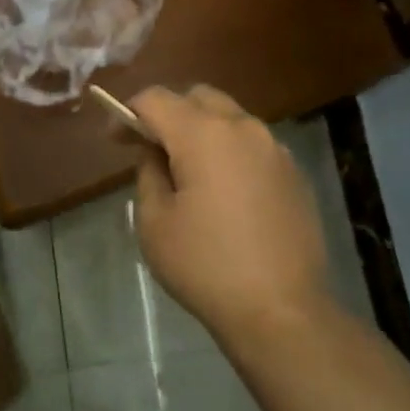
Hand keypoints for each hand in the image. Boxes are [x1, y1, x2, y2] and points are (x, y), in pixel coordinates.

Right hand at [129, 85, 334, 349]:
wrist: (283, 313)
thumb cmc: (206, 266)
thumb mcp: (154, 223)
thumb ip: (148, 174)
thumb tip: (156, 155)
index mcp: (203, 134)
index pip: (155, 99)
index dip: (128, 112)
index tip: (116, 139)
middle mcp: (242, 128)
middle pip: (197, 97)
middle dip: (168, 112)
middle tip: (151, 147)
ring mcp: (274, 149)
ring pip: (229, 118)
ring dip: (202, 130)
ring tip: (188, 168)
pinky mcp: (294, 173)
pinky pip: (252, 144)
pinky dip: (229, 151)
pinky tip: (223, 190)